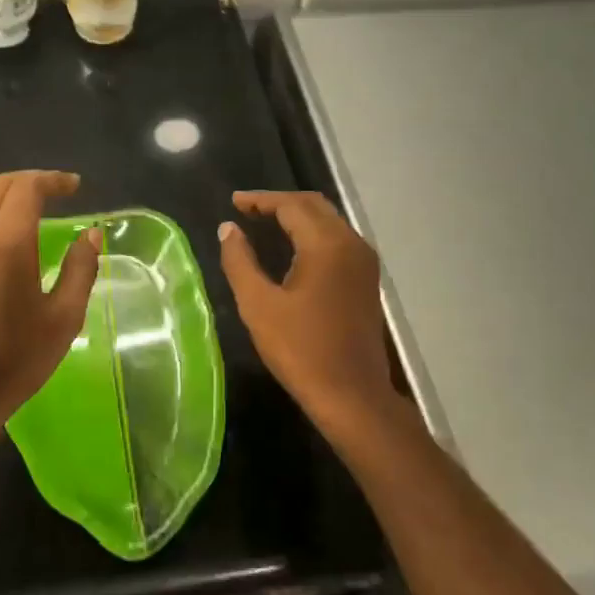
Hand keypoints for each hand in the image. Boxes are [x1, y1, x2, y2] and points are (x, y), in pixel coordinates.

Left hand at [0, 170, 101, 466]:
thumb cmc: (17, 360)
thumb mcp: (64, 318)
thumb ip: (80, 269)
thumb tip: (90, 234)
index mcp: (6, 244)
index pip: (27, 189)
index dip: (52, 180)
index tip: (74, 187)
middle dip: (28, 181)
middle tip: (55, 192)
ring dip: (4, 196)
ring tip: (29, 210)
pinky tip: (2, 240)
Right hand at [217, 190, 406, 442]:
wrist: (352, 394)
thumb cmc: (301, 350)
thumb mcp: (259, 305)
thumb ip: (240, 261)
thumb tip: (228, 229)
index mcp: (327, 244)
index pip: (291, 205)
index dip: (260, 200)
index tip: (234, 202)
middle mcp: (351, 243)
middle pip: (314, 206)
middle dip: (280, 203)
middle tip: (247, 209)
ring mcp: (364, 262)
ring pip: (329, 221)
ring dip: (298, 217)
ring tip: (264, 223)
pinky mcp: (366, 280)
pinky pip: (338, 240)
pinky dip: (313, 233)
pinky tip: (292, 247)